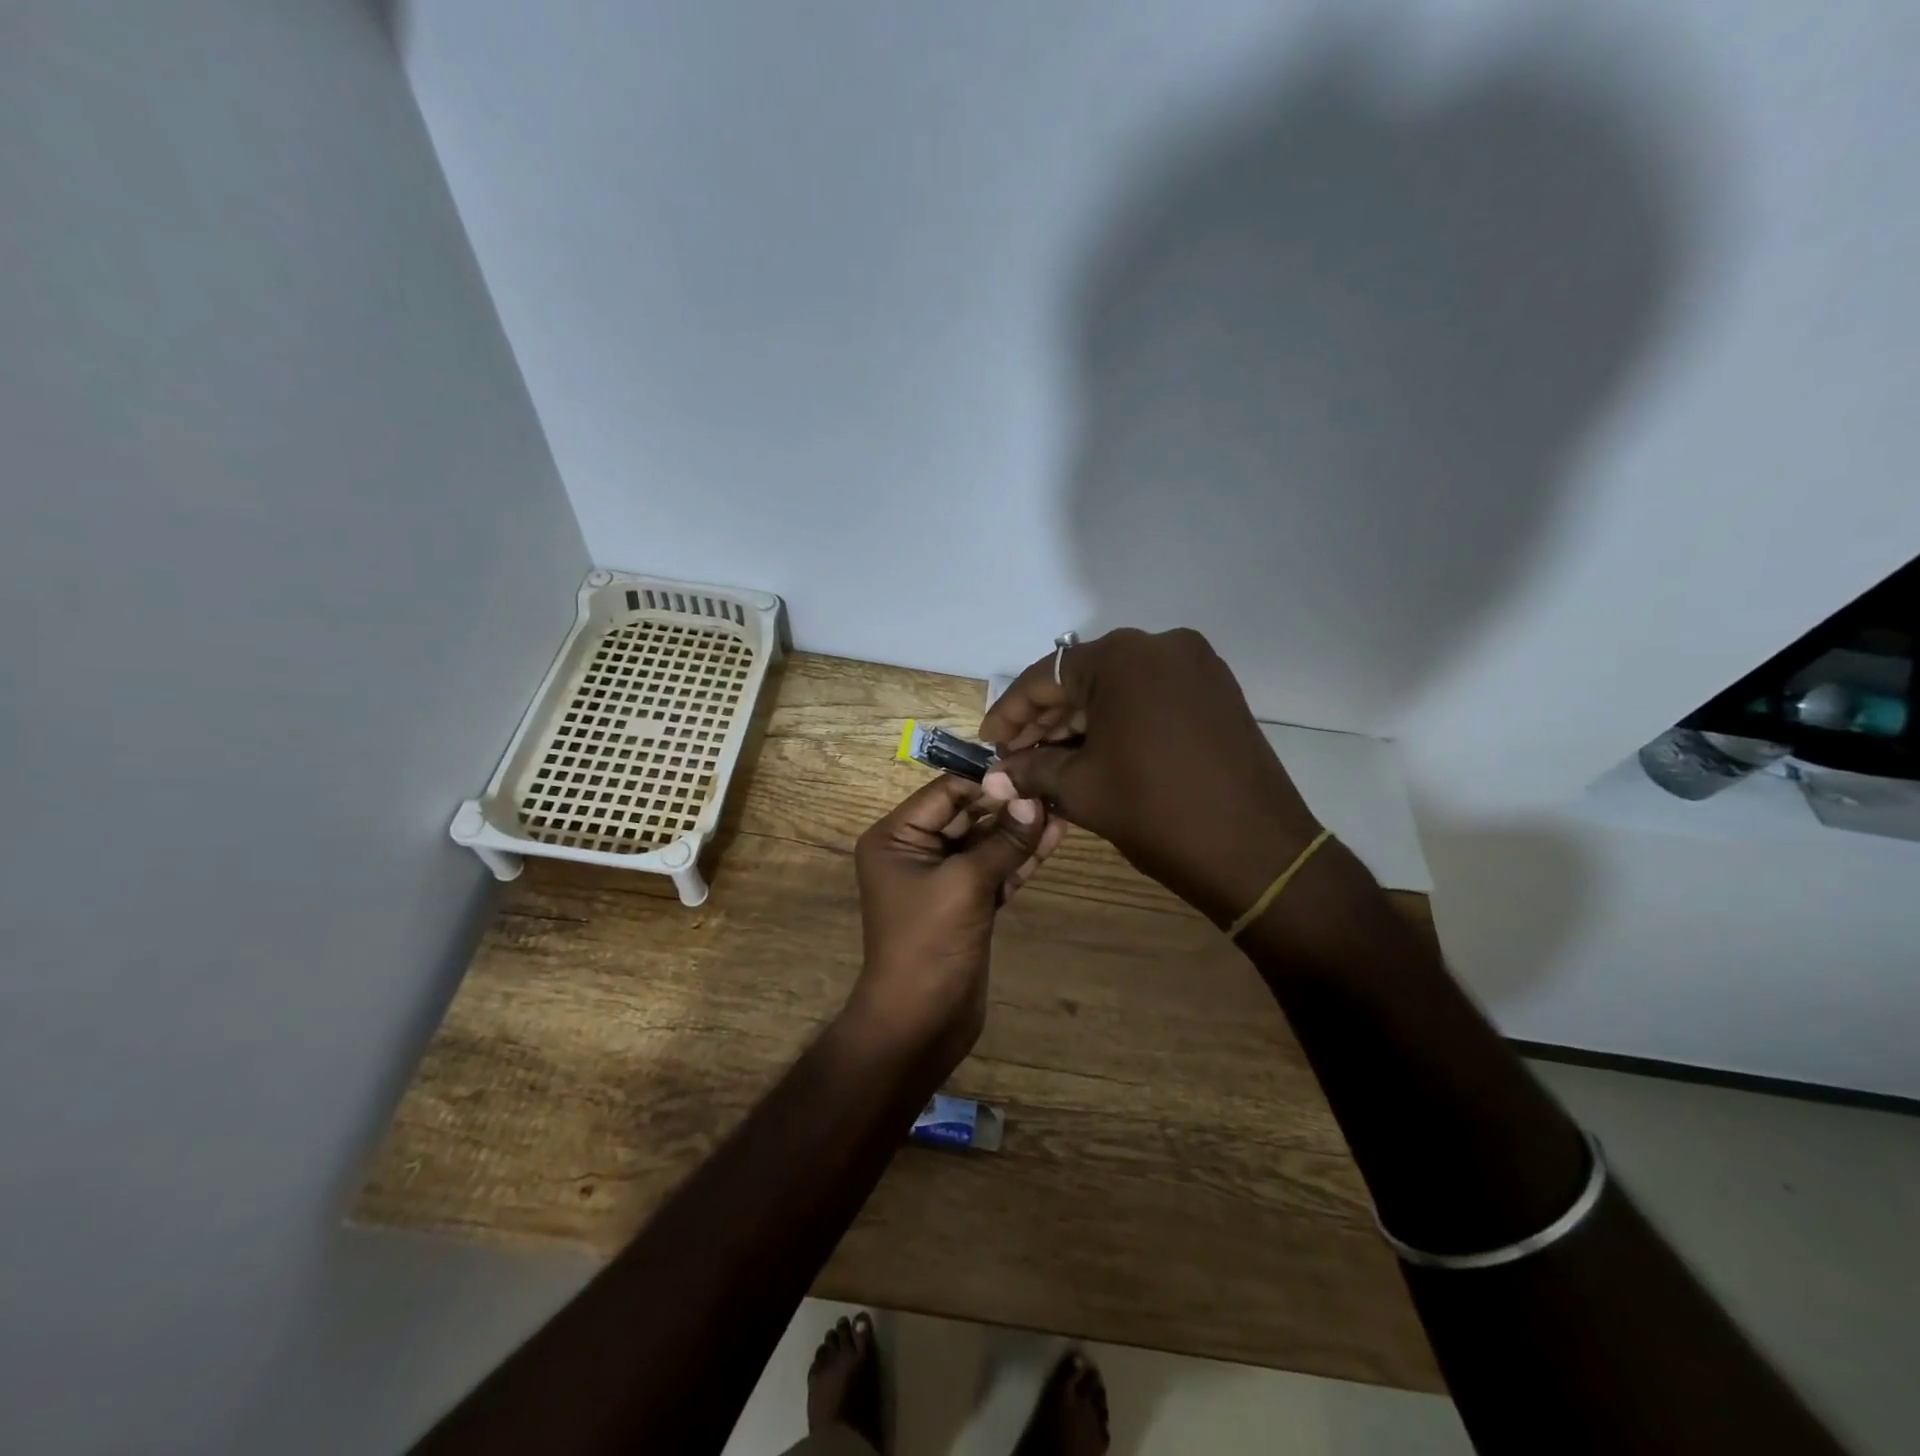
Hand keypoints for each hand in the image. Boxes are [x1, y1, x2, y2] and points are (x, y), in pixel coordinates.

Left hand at [848, 774, 1063, 1069]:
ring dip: (1020, 830)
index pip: (945, 792)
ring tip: (1063, 808)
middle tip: (1053, 788)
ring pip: (986, 843)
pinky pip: (995, 870)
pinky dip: (1021, 857)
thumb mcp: (965, 883)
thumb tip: (1035, 800)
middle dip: (1009, 805)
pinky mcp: (967, 903)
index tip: (1030, 773)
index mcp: (897, 837)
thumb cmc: (929, 942)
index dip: (987, 782)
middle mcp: (916, 850)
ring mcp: (943, 878)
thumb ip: (1002, 840)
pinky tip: (1054, 838)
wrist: (921, 1021)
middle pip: (968, 814)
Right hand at [979, 628, 1319, 926]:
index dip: (1010, 713)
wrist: (1256, 851)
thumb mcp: (1081, 788)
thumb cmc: (1156, 811)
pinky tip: (1093, 752)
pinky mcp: (1216, 691)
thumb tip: (995, 774)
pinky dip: (1118, 722)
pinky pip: (1151, 698)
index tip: (988, 743)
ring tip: (1048, 760)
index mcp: (1122, 657)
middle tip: (1015, 757)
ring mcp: (1195, 666)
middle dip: (1046, 720)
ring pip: (1118, 689)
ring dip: (1081, 722)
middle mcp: (1160, 645)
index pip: (1047, 677)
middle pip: (1084, 679)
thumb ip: (1031, 770)